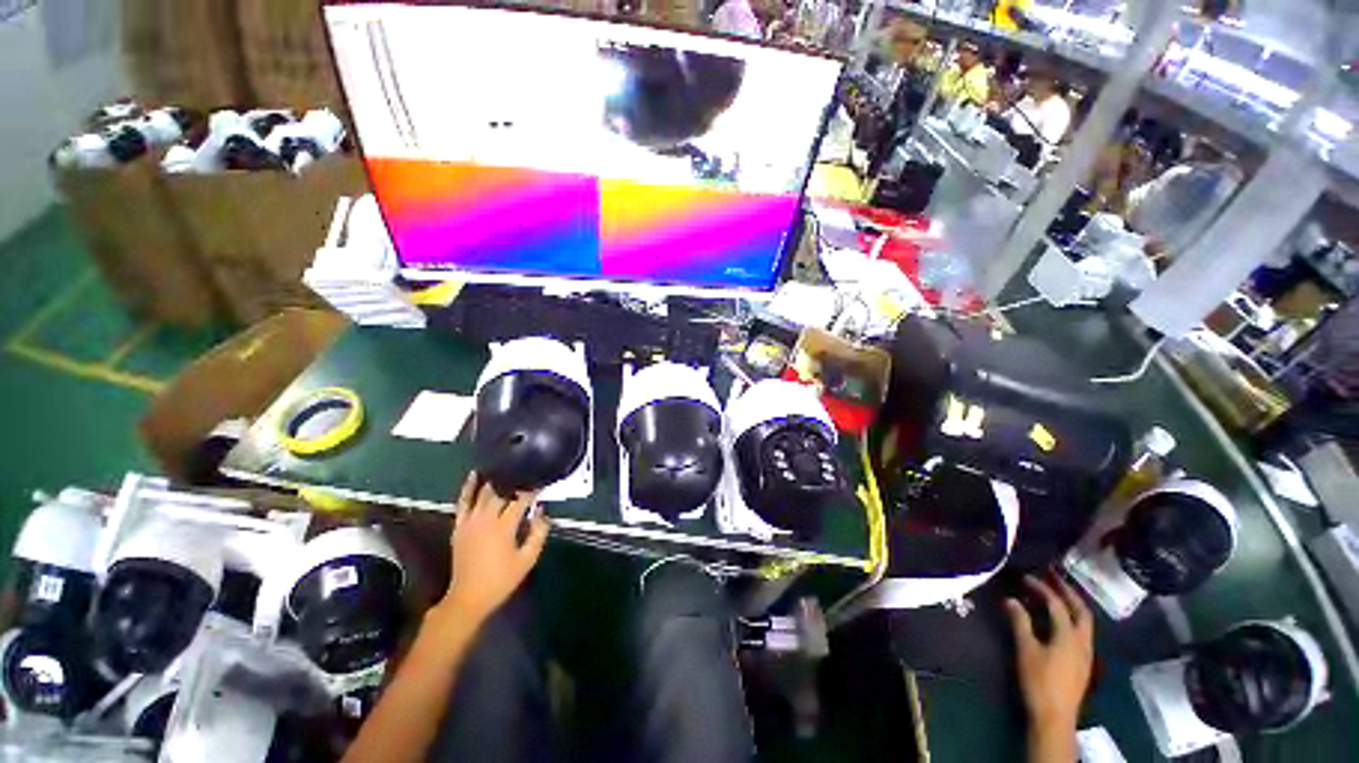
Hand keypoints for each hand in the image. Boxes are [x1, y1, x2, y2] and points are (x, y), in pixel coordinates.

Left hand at [434, 472, 548, 627]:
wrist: (468, 597)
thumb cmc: (501, 579)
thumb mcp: (527, 559)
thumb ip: (538, 533)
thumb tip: (542, 511)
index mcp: (503, 526)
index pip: (521, 500)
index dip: (532, 490)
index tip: (542, 482)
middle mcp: (485, 519)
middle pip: (502, 492)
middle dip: (515, 482)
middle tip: (527, 474)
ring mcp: (469, 521)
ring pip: (483, 493)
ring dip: (496, 480)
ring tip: (507, 468)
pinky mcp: (459, 525)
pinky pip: (463, 501)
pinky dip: (468, 487)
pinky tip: (475, 474)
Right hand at [1006, 575, 1093, 732]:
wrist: (1055, 716)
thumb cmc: (1039, 681)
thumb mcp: (1026, 650)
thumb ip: (1020, 623)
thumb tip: (1011, 599)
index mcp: (1069, 636)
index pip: (1057, 605)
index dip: (1042, 588)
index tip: (1026, 577)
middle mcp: (1082, 641)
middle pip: (1081, 610)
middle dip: (1068, 591)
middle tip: (1053, 576)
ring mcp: (1086, 653)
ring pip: (1085, 622)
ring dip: (1073, 604)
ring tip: (1058, 593)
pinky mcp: (1083, 662)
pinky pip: (1082, 632)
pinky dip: (1072, 619)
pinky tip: (1061, 621)